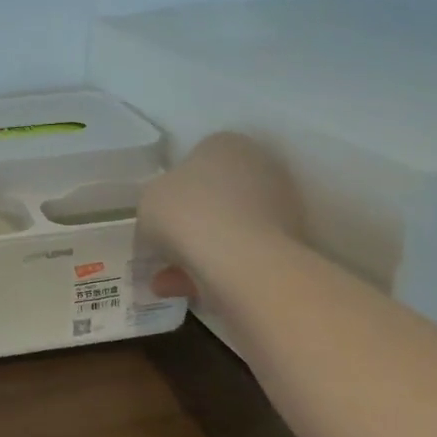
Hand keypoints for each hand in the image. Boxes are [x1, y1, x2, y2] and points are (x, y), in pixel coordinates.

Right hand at [138, 133, 302, 300]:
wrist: (240, 260)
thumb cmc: (186, 214)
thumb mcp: (148, 201)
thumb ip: (155, 203)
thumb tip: (165, 217)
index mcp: (225, 144)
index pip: (195, 160)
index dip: (172, 190)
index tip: (157, 216)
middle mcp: (259, 166)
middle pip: (214, 197)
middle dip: (187, 226)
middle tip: (162, 250)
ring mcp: (279, 205)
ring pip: (226, 230)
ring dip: (196, 254)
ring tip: (165, 282)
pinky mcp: (288, 243)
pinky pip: (240, 254)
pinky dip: (214, 271)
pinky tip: (184, 292)